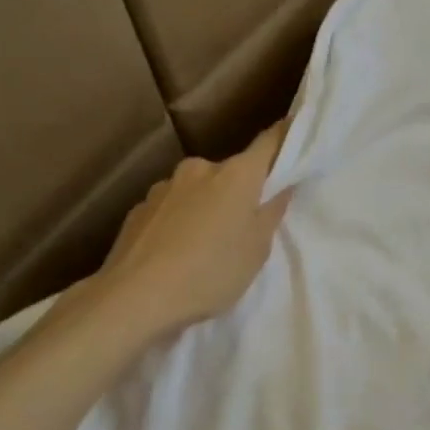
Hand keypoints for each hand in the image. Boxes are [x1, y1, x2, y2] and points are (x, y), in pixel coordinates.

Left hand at [95, 121, 293, 339]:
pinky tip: (174, 253)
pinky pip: (170, 209)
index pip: (270, 142)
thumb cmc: (210, 272)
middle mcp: (199, 168)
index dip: (285, 137)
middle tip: (244, 225)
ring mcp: (164, 186)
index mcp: (236, 174)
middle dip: (240, 190)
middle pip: (231, 172)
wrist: (134, 297)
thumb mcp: (256, 250)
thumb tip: (281, 186)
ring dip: (206, 206)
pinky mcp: (138, 208)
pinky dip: (178, 222)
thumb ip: (271, 212)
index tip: (295, 132)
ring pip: (197, 190)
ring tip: (204, 245)